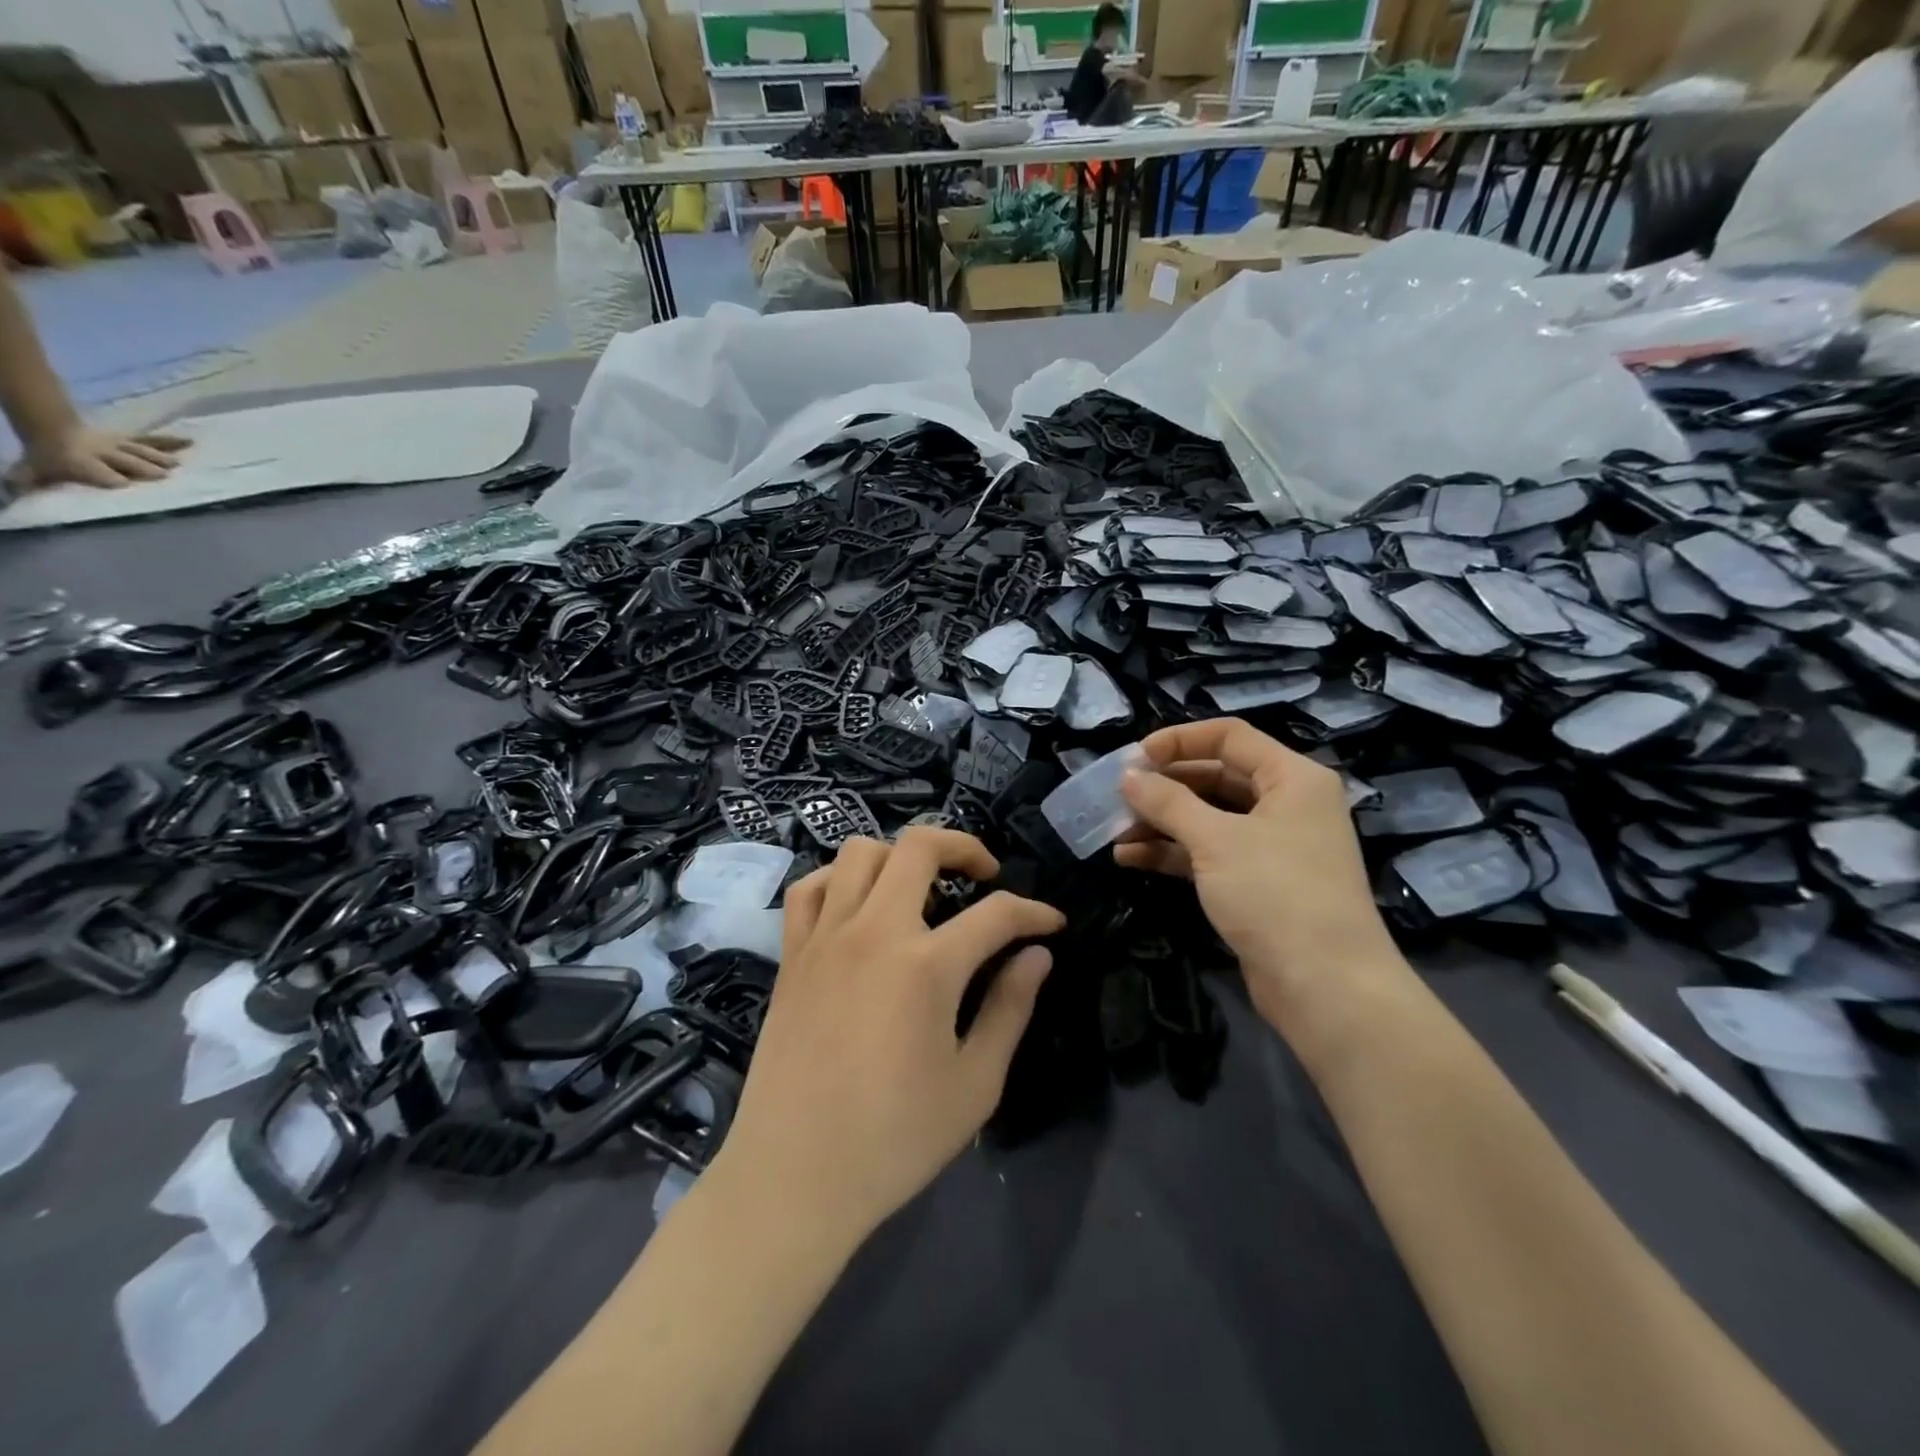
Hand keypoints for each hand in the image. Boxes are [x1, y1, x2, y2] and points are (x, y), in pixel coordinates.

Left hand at [14, 425, 189, 489]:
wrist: (50, 431)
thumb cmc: (48, 459)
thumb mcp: (30, 471)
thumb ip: (25, 481)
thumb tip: (12, 491)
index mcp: (81, 462)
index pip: (100, 473)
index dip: (110, 478)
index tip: (124, 485)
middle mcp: (104, 452)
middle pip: (126, 461)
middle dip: (141, 467)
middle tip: (160, 476)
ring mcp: (118, 444)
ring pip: (140, 451)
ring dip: (157, 458)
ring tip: (174, 465)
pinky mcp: (130, 440)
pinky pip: (151, 440)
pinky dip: (170, 441)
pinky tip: (189, 441)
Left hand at [711, 829, 1064, 1242]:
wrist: (795, 1176)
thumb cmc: (894, 1139)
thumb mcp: (975, 1084)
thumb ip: (1010, 1009)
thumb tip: (1037, 956)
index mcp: (927, 965)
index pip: (997, 913)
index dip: (1034, 912)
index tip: (1052, 924)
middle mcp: (875, 932)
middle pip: (921, 846)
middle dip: (965, 846)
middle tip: (985, 875)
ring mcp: (826, 937)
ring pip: (860, 851)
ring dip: (900, 856)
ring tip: (921, 889)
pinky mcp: (792, 955)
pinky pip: (810, 888)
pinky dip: (839, 879)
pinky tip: (858, 906)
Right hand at [1115, 719, 1408, 1030]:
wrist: (1326, 988)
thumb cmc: (1276, 894)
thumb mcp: (1216, 840)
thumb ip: (1168, 802)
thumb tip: (1128, 775)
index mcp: (1292, 777)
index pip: (1229, 737)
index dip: (1178, 740)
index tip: (1133, 758)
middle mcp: (1286, 803)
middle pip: (1215, 776)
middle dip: (1164, 786)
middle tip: (1117, 796)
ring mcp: (1272, 845)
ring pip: (1208, 817)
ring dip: (1161, 821)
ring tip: (1115, 831)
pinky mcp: (1257, 882)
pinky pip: (1208, 853)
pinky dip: (1171, 852)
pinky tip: (1130, 858)